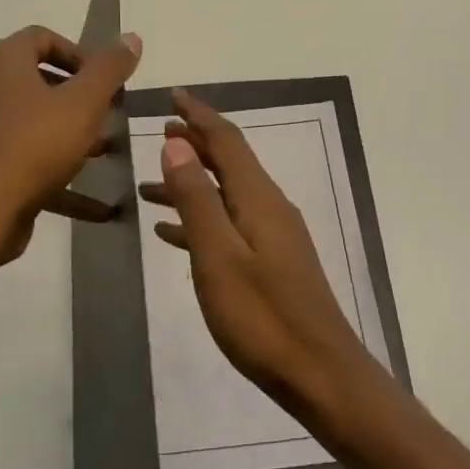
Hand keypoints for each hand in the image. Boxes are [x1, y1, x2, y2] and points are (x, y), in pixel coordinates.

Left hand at [0, 25, 141, 270]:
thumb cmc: (32, 147)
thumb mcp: (83, 104)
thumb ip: (109, 70)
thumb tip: (131, 37)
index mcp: (3, 63)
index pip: (41, 38)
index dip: (79, 53)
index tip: (107, 80)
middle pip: (37, 83)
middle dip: (79, 98)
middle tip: (109, 114)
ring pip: (33, 126)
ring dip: (71, 138)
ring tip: (106, 155)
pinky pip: (27, 165)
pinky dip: (61, 180)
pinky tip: (99, 208)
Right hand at [138, 89, 380, 422]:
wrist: (318, 372)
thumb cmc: (262, 317)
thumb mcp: (218, 256)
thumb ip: (197, 199)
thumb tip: (177, 143)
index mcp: (259, 199)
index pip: (228, 141)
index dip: (199, 116)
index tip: (173, 96)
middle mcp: (271, 209)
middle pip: (230, 163)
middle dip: (196, 145)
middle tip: (160, 132)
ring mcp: (274, 238)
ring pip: (227, 196)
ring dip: (192, 185)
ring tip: (151, 186)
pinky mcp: (273, 265)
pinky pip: (230, 227)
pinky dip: (201, 221)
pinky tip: (173, 235)